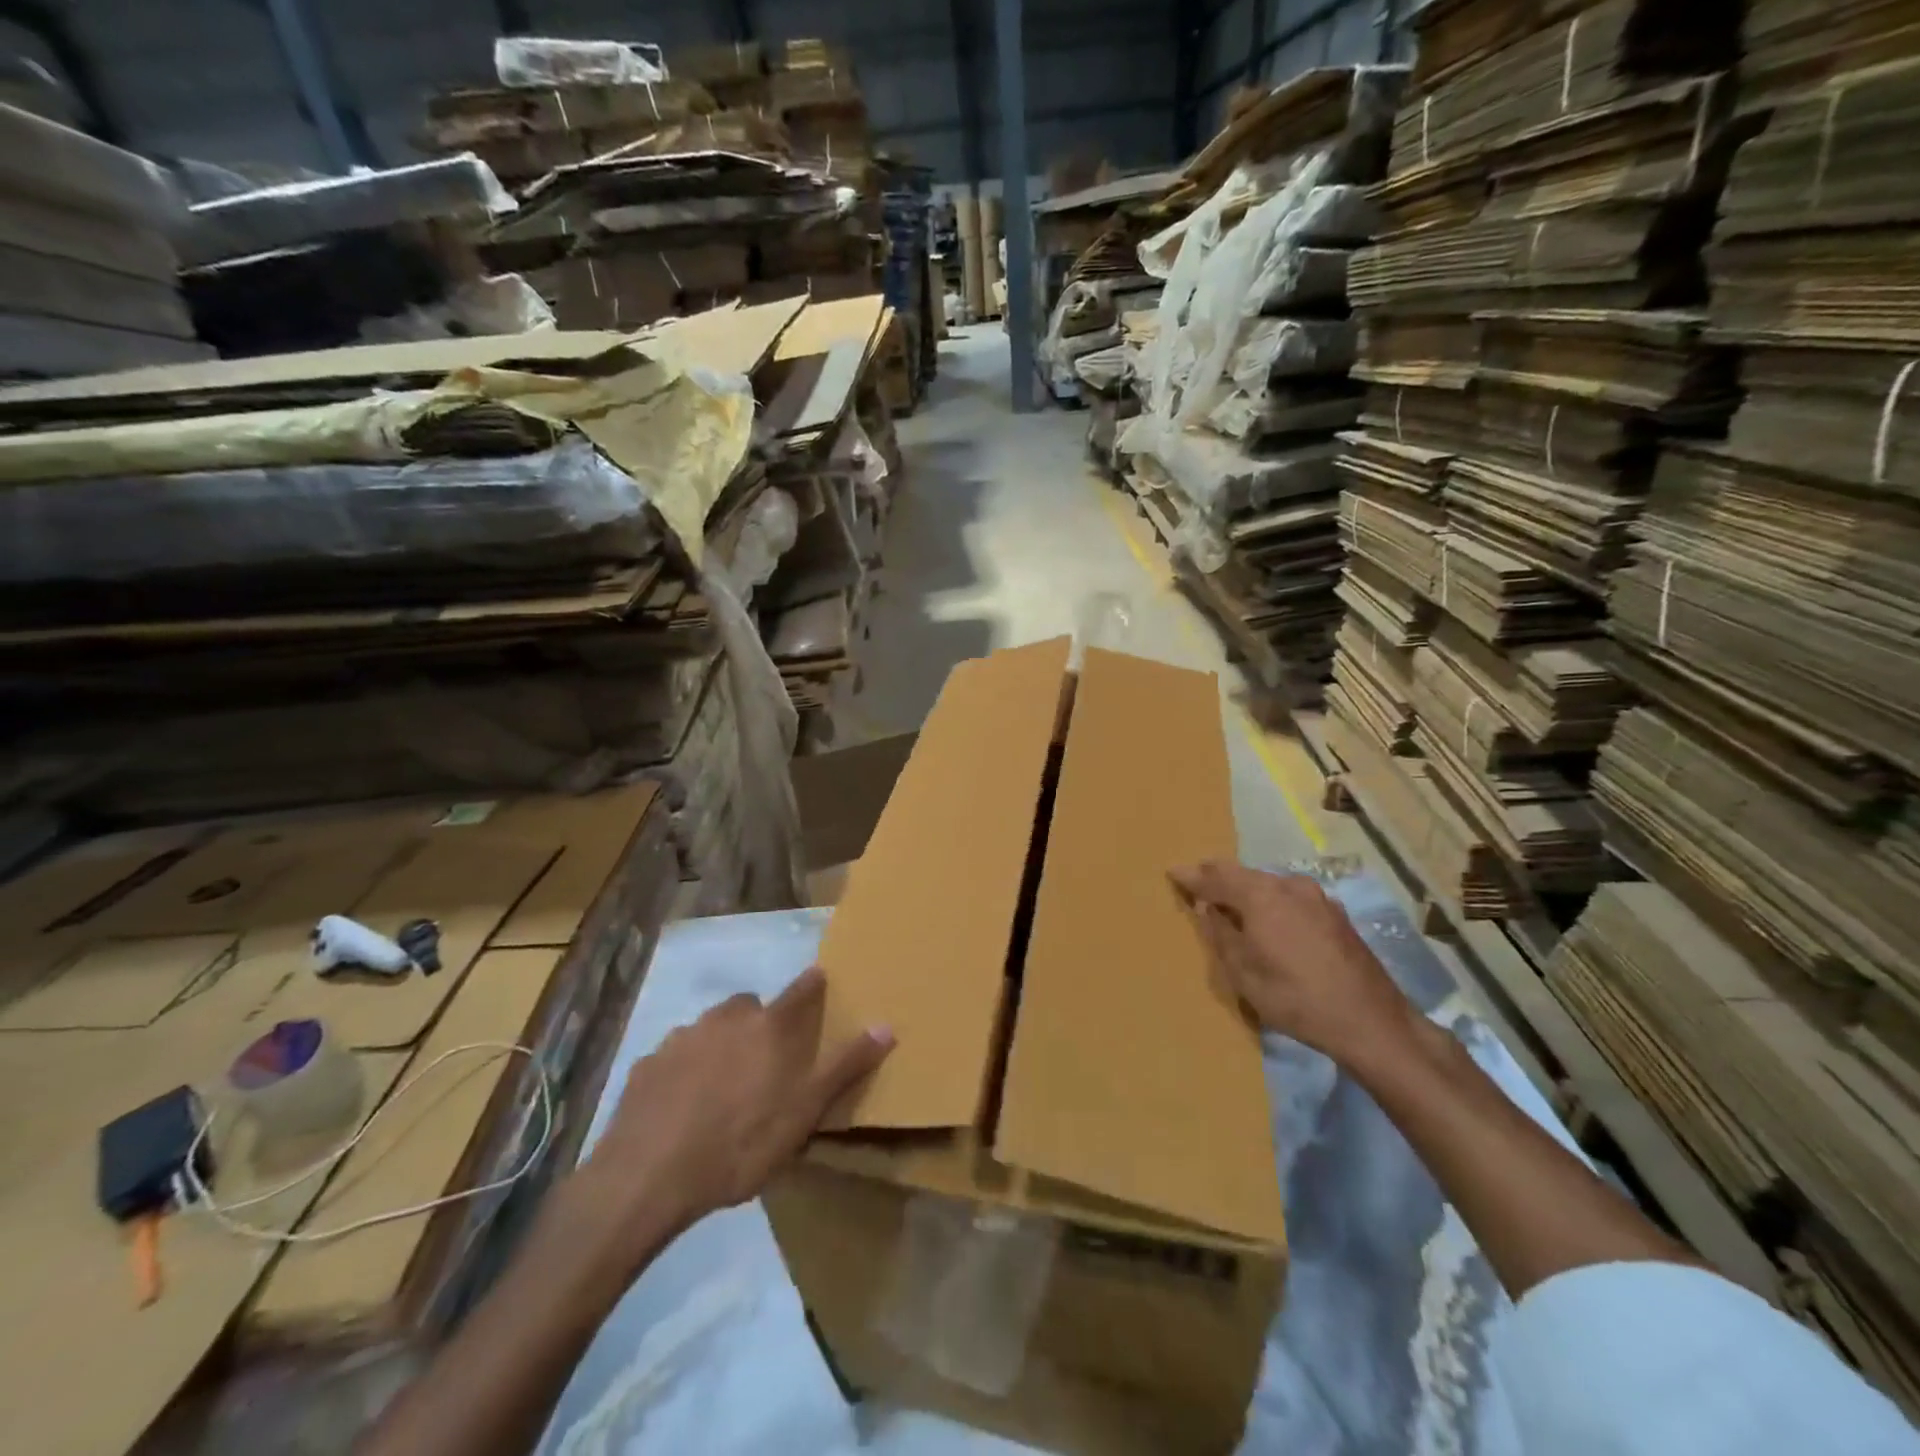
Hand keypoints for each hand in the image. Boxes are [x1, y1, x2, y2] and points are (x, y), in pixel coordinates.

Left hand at [575, 967, 892, 1265]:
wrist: (647, 1177)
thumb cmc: (739, 1144)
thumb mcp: (804, 1113)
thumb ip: (844, 1067)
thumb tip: (887, 1025)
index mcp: (769, 1026)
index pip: (802, 989)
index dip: (813, 985)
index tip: (820, 983)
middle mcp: (727, 1018)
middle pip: (751, 1006)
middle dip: (761, 1022)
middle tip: (765, 1062)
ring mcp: (683, 1037)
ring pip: (711, 1028)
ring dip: (721, 1044)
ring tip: (722, 1088)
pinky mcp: (648, 1063)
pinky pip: (675, 1056)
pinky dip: (684, 1070)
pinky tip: (682, 1107)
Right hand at [1169, 860, 1413, 1065]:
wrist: (1371, 1022)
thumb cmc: (1296, 998)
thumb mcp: (1244, 973)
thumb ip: (1220, 934)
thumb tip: (1208, 908)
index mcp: (1261, 895)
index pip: (1215, 877)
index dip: (1191, 876)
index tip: (1172, 873)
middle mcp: (1288, 886)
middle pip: (1243, 874)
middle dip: (1218, 877)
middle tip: (1197, 884)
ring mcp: (1317, 898)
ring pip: (1269, 884)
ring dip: (1246, 890)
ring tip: (1229, 901)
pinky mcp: (1335, 915)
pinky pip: (1290, 898)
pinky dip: (1271, 902)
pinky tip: (1268, 919)